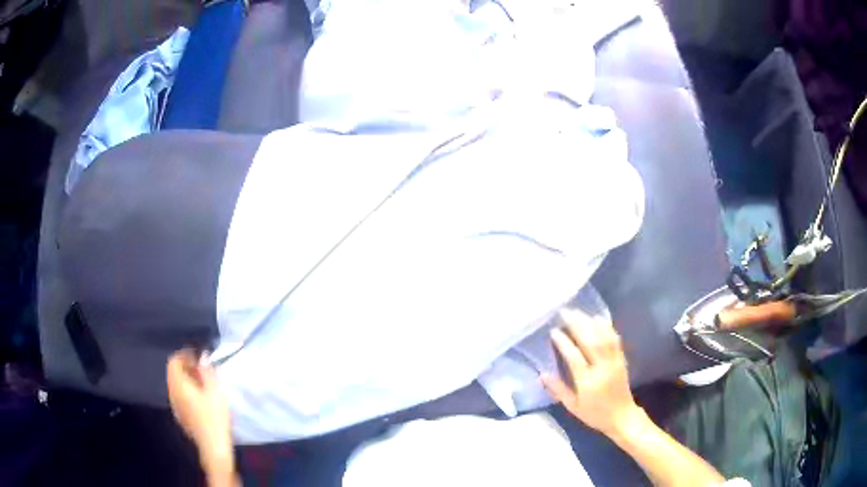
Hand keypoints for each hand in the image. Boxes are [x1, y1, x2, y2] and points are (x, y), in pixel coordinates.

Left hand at [167, 349, 233, 473]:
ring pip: (176, 385)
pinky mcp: (180, 416)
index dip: (184, 356)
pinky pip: (179, 397)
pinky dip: (187, 392)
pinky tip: (201, 401)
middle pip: (173, 373)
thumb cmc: (215, 417)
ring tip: (203, 386)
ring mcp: (175, 406)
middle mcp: (172, 393)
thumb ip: (207, 371)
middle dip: (186, 368)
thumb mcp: (215, 390)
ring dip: (187, 381)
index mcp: (178, 384)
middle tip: (202, 371)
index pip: (173, 361)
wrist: (213, 446)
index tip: (198, 358)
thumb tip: (203, 357)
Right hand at [541, 310, 641, 437]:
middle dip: (577, 325)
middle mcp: (601, 369)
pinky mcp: (621, 359)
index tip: (554, 331)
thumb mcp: (572, 406)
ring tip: (579, 312)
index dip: (564, 343)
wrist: (622, 416)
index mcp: (587, 382)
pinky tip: (598, 319)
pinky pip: (615, 340)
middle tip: (565, 313)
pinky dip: (606, 327)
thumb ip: (558, 389)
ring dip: (590, 322)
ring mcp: (614, 362)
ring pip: (603, 337)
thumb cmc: (594, 414)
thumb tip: (541, 374)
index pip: (574, 358)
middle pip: (590, 342)